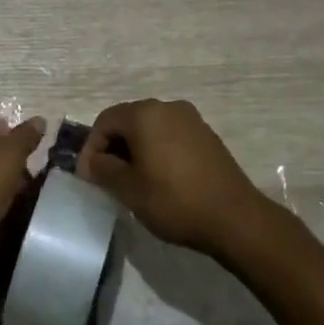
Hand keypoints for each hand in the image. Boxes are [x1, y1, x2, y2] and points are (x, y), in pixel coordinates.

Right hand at [76, 99, 269, 254]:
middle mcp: (168, 107)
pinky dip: (157, 151)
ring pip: (150, 128)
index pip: (105, 120)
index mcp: (145, 114)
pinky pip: (171, 135)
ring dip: (135, 149)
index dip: (91, 147)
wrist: (234, 217)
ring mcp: (191, 119)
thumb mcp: (129, 189)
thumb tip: (92, 161)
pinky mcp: (206, 135)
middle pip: (128, 120)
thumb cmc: (174, 200)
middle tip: (107, 178)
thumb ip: (103, 169)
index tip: (89, 176)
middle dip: (113, 147)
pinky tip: (160, 178)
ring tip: (132, 180)